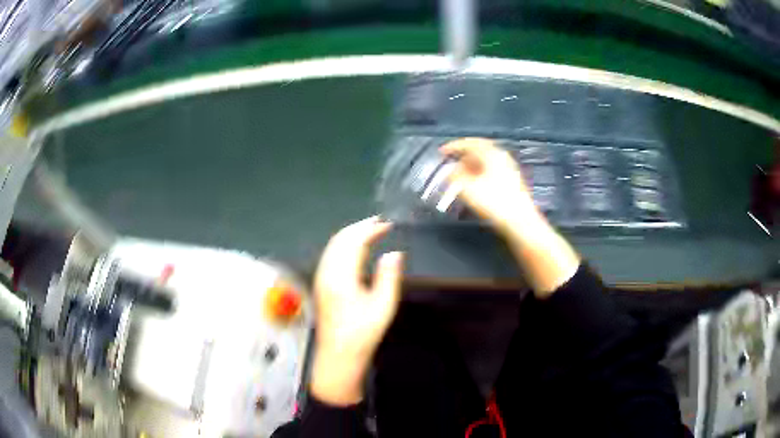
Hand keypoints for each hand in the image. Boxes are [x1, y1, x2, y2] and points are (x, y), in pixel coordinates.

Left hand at [311, 217, 403, 404]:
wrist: (339, 354)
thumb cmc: (363, 333)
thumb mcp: (383, 306)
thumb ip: (388, 277)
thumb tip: (394, 253)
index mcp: (341, 277)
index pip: (354, 242)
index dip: (370, 230)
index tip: (387, 225)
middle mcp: (327, 272)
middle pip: (340, 240)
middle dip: (359, 227)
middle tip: (378, 222)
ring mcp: (321, 278)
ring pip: (333, 246)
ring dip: (350, 234)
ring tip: (369, 230)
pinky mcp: (321, 284)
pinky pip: (330, 255)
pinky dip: (343, 245)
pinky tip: (354, 249)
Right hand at [440, 138, 542, 235]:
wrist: (520, 221)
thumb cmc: (494, 202)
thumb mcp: (468, 189)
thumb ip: (455, 176)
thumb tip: (450, 170)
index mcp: (492, 154)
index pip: (470, 143)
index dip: (454, 146)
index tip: (442, 151)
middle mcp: (502, 157)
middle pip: (480, 150)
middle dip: (464, 155)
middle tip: (452, 161)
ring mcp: (509, 169)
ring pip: (486, 161)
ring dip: (471, 165)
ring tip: (460, 175)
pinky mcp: (512, 181)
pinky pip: (492, 170)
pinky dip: (480, 173)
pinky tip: (475, 184)